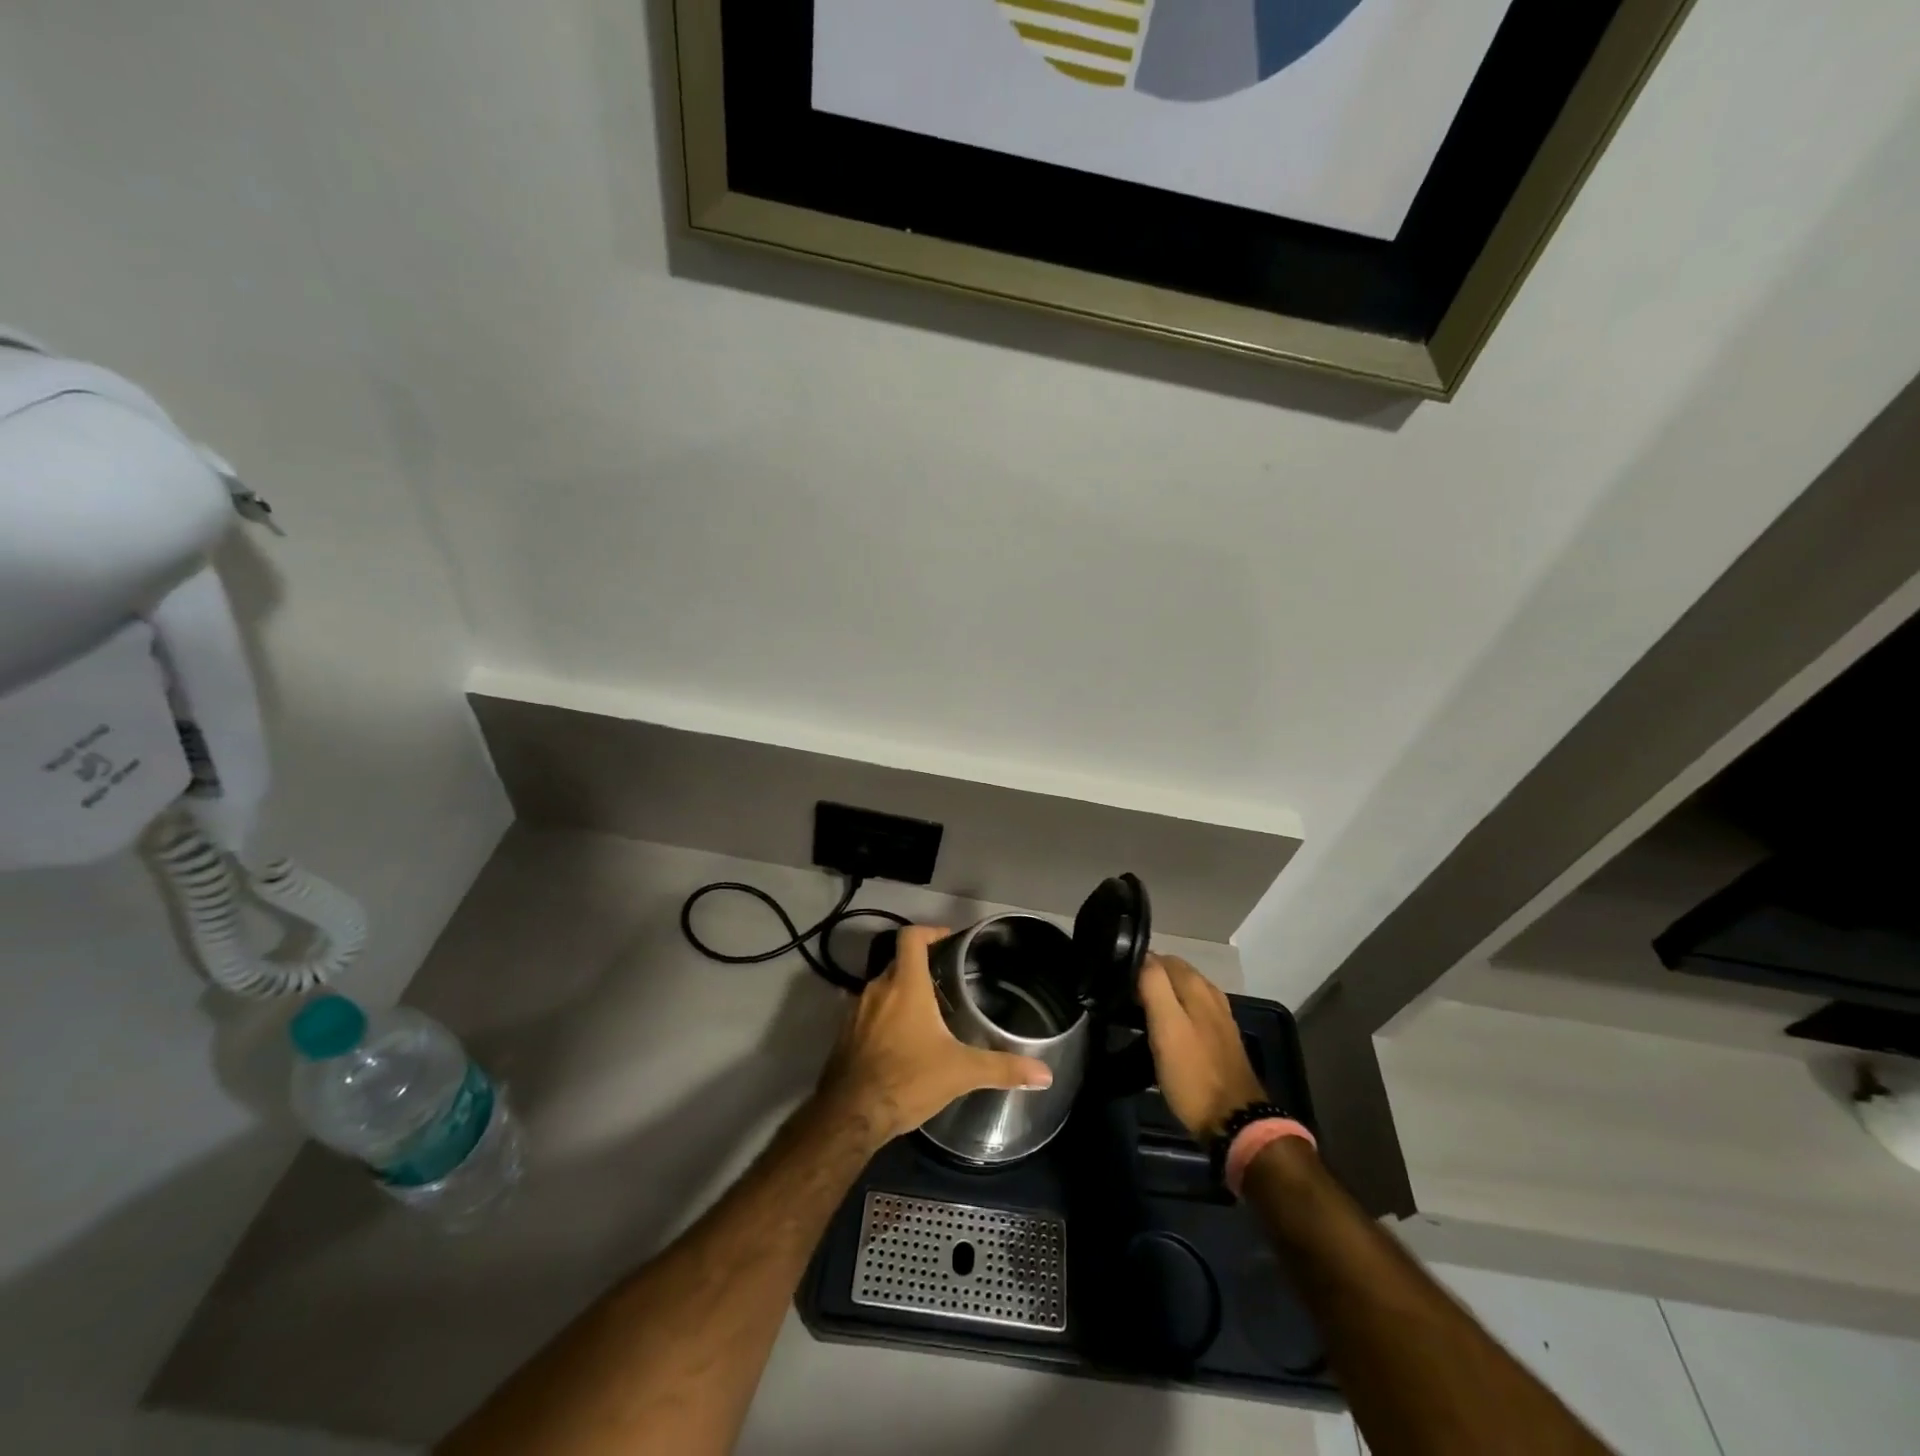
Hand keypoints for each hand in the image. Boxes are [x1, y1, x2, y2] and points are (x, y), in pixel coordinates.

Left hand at [815, 925, 1053, 1145]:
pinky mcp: (844, 1035)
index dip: (930, 932)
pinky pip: (867, 1013)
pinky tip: (901, 1042)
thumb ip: (1002, 1068)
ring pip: (882, 989)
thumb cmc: (907, 1080)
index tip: (949, 941)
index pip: (911, 937)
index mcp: (904, 985)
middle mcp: (876, 989)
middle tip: (947, 983)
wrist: (850, 1115)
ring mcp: (855, 1011)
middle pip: (898, 962)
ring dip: (902, 994)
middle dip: (921, 968)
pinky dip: (884, 1017)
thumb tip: (1045, 1074)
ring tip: (928, 1014)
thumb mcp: (961, 1072)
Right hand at [1137, 953, 1267, 1141]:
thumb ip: (1154, 986)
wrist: (1234, 1121)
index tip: (1114, 981)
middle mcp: (1211, 994)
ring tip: (1136, 1011)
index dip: (1136, 965)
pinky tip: (1163, 1028)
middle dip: (1148, 977)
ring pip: (1183, 992)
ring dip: (1161, 994)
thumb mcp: (1167, 1028)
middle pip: (1174, 972)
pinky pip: (1192, 1011)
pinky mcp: (1219, 1039)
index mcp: (1197, 986)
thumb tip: (1141, 955)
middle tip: (1120, 996)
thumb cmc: (1193, 1074)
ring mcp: (1218, 1017)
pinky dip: (1174, 1011)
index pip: (1160, 958)